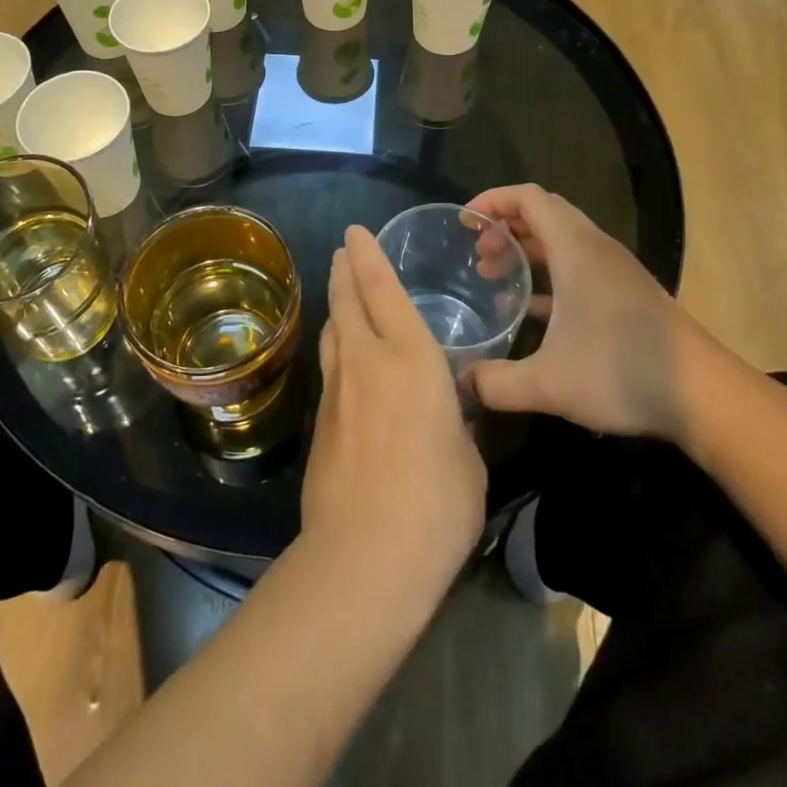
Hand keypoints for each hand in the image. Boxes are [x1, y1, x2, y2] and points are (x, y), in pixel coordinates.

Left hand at [301, 226, 486, 586]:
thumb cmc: (437, 503)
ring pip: (333, 329)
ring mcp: (337, 388)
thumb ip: (454, 421)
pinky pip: (330, 365)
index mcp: (411, 359)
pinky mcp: (319, 420)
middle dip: (344, 269)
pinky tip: (343, 358)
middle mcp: (367, 359)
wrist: (365, 554)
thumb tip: (444, 411)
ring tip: (341, 294)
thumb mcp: (467, 456)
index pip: (383, 290)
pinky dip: (336, 347)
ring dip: (336, 305)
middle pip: (347, 299)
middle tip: (343, 251)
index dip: (369, 256)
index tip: (357, 232)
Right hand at [466, 184, 708, 438]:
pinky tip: (528, 312)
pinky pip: (577, 265)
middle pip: (543, 213)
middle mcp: (595, 249)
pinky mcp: (626, 294)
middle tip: (478, 256)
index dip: (493, 200)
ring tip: (494, 277)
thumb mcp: (548, 384)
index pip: (528, 197)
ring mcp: (614, 271)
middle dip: (505, 226)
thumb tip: (458, 384)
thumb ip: (495, 383)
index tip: (465, 223)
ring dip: (525, 250)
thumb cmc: (623, 372)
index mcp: (576, 250)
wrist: (707, 398)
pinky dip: (548, 274)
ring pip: (561, 239)